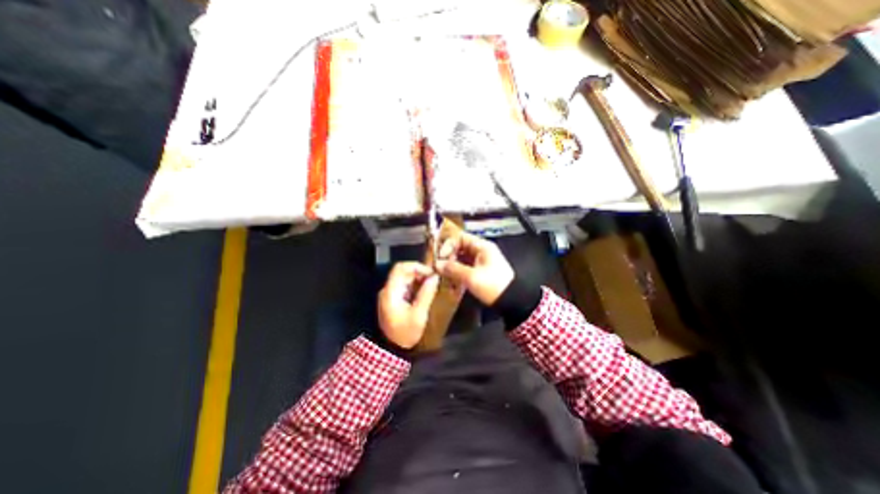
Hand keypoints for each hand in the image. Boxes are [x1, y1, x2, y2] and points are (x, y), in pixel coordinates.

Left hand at [376, 260, 437, 348]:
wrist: (392, 350)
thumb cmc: (405, 333)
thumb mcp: (418, 315)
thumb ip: (426, 294)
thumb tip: (435, 277)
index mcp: (391, 292)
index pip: (401, 268)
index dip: (417, 266)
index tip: (431, 273)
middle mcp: (388, 289)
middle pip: (403, 271)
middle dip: (420, 273)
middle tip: (434, 280)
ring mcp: (390, 294)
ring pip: (405, 278)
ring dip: (419, 279)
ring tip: (432, 285)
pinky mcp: (394, 299)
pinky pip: (406, 286)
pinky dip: (416, 285)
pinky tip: (425, 291)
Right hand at [434, 231, 517, 304]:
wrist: (512, 301)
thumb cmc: (495, 286)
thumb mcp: (472, 277)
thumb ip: (453, 269)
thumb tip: (438, 264)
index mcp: (482, 246)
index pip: (460, 237)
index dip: (448, 245)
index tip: (440, 256)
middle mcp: (481, 252)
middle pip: (459, 249)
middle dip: (448, 258)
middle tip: (440, 268)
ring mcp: (480, 262)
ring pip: (460, 260)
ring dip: (451, 268)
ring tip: (444, 277)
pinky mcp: (480, 273)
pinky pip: (464, 270)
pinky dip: (457, 275)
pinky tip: (452, 285)